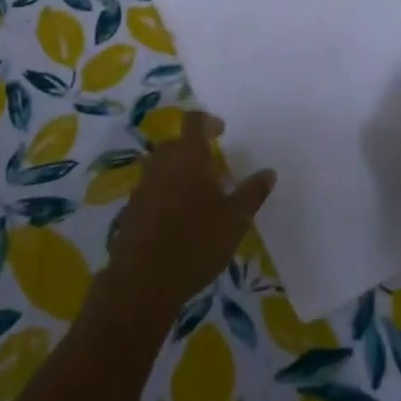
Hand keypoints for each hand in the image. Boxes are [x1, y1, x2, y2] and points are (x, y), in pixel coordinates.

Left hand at [102, 113, 275, 324]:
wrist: (144, 279)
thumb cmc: (197, 241)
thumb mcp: (236, 219)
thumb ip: (252, 192)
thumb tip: (269, 172)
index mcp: (188, 155)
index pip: (194, 121)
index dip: (208, 121)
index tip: (221, 131)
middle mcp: (162, 162)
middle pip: (176, 143)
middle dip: (193, 150)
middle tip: (213, 170)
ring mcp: (143, 185)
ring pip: (161, 166)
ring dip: (177, 172)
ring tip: (197, 195)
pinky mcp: (131, 208)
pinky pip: (151, 189)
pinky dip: (164, 193)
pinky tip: (177, 218)